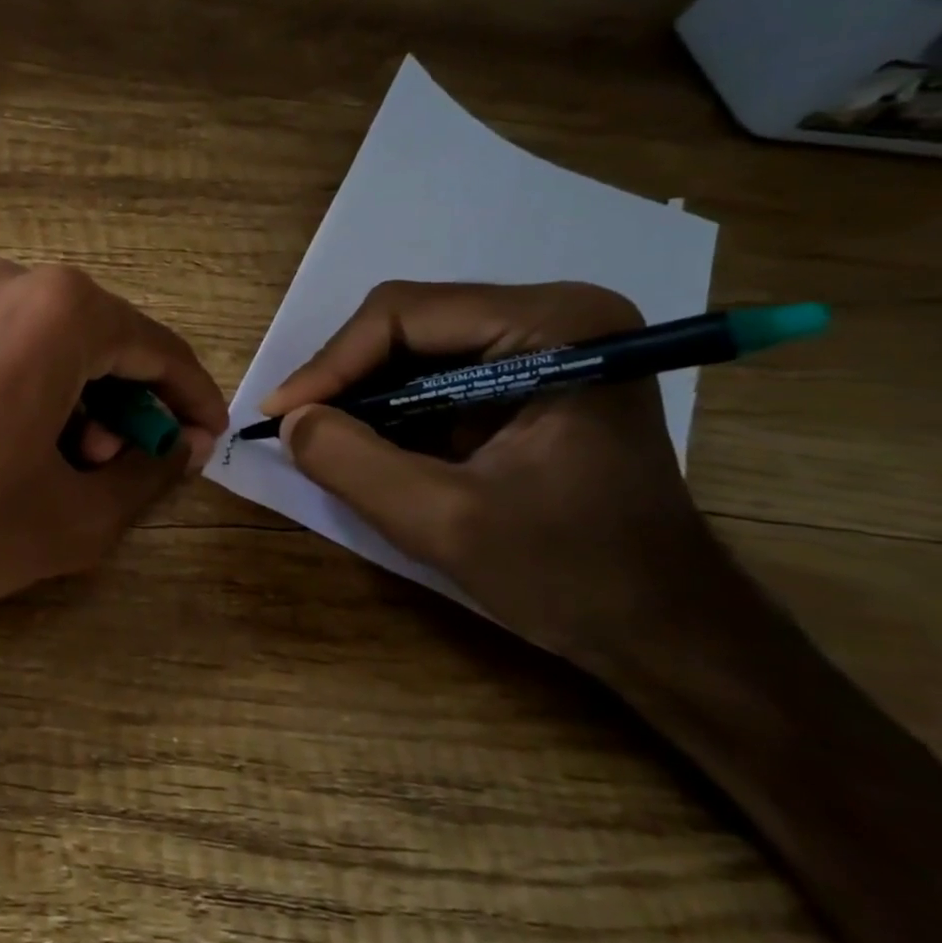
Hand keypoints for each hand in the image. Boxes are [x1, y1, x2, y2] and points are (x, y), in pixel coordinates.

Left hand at [0, 257, 227, 643]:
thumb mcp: (76, 518)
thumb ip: (148, 474)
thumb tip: (178, 447)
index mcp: (60, 312)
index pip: (158, 350)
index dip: (192, 404)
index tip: (204, 451)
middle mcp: (11, 280)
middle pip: (104, 343)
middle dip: (126, 407)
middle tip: (112, 474)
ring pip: (55, 344)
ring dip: (78, 402)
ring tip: (59, 471)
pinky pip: (8, 347)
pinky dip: (33, 390)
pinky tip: (14, 449)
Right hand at [258, 281, 734, 674]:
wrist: (662, 628)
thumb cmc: (570, 573)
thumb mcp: (444, 522)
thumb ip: (351, 463)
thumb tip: (290, 421)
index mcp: (556, 326)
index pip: (403, 314)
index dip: (330, 364)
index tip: (279, 417)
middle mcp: (552, 315)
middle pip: (404, 323)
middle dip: (342, 379)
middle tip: (295, 430)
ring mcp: (541, 346)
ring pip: (409, 349)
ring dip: (360, 397)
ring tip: (324, 442)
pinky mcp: (525, 380)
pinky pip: (429, 377)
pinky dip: (387, 412)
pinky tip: (367, 449)